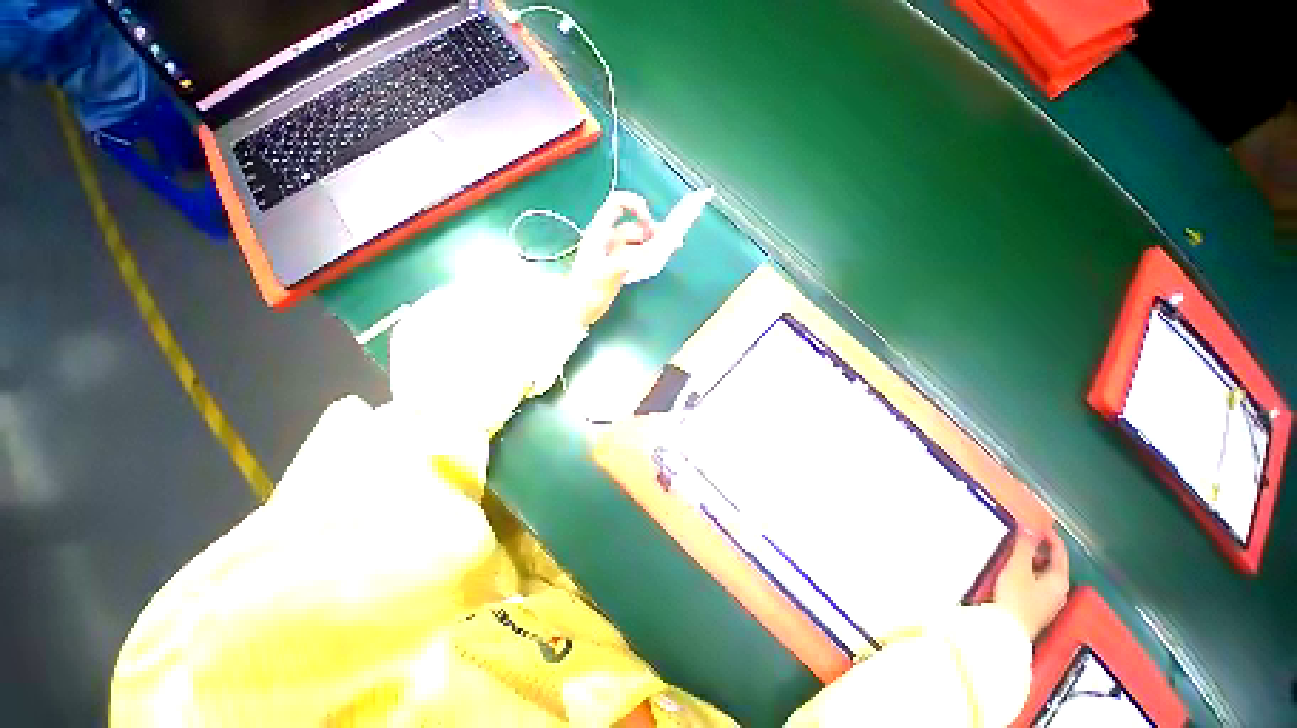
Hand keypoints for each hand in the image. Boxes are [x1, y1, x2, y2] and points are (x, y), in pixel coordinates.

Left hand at [570, 191, 657, 326]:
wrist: (578, 311)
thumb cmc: (586, 289)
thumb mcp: (606, 272)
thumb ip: (629, 260)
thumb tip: (653, 252)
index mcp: (600, 231)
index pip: (618, 203)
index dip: (635, 206)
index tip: (648, 222)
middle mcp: (610, 238)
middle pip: (636, 225)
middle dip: (653, 231)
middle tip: (673, 242)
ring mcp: (617, 253)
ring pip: (641, 242)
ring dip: (655, 247)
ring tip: (664, 256)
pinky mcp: (622, 267)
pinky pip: (640, 257)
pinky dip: (650, 259)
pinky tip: (653, 266)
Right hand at [992, 528, 1069, 639]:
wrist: (1006, 631)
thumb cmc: (1015, 598)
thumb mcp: (1017, 568)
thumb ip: (1024, 547)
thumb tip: (1030, 527)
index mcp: (1059, 579)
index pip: (1059, 552)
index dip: (1050, 536)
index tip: (1039, 523)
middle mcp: (1059, 591)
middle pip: (1053, 565)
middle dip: (1039, 550)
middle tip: (1023, 537)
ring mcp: (1049, 603)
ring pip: (1044, 576)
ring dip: (1032, 563)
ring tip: (1015, 553)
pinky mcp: (1037, 610)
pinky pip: (1037, 585)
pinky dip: (1029, 574)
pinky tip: (1014, 574)